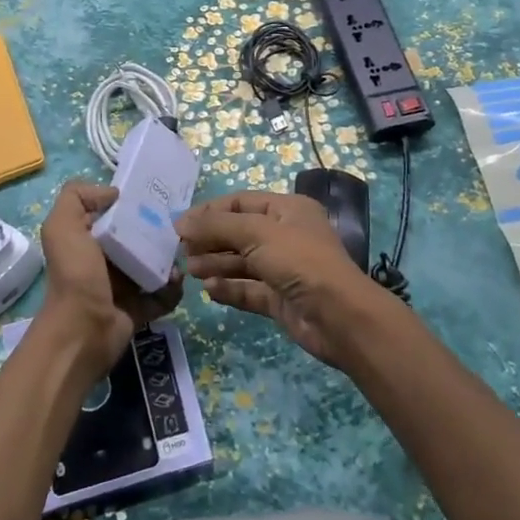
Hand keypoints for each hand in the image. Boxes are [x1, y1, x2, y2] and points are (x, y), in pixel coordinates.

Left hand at [36, 181, 182, 375]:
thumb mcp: (62, 226)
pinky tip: (176, 281)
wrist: (83, 331)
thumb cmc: (75, 274)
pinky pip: (164, 293)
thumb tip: (112, 193)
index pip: (114, 214)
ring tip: (179, 257)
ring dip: (170, 260)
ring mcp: (124, 286)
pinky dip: (173, 289)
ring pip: (155, 265)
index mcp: (88, 239)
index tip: (155, 197)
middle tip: (176, 228)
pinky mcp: (140, 308)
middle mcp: (105, 261)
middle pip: (139, 238)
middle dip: (158, 231)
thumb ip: (77, 197)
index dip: (132, 204)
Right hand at [176, 191, 388, 369]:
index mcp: (288, 209)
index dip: (210, 211)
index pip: (241, 202)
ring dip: (215, 264)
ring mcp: (284, 269)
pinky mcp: (280, 299)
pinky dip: (229, 288)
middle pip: (239, 233)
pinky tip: (209, 290)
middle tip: (181, 250)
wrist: (338, 316)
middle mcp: (286, 235)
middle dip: (211, 240)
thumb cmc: (299, 261)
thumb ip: (216, 226)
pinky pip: (248, 289)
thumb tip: (180, 223)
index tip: (180, 225)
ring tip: (190, 270)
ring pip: (242, 262)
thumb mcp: (256, 233)